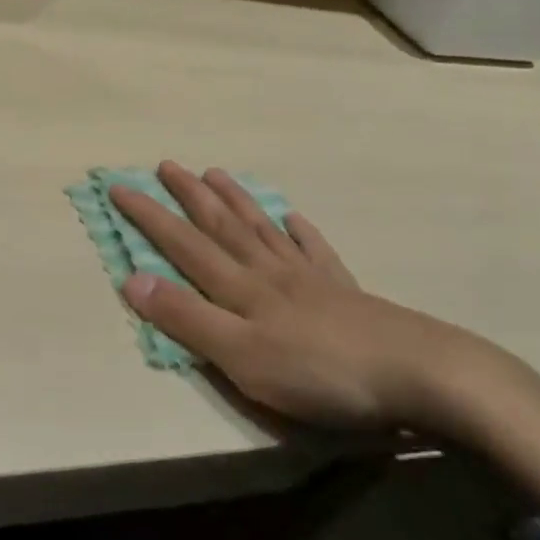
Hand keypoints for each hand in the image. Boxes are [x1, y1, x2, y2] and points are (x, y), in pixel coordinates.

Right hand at [111, 163, 539, 508]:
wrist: (420, 375)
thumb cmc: (320, 373)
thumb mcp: (241, 357)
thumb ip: (187, 319)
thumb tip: (131, 278)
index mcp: (240, 289)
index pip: (182, 244)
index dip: (148, 216)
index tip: (118, 186)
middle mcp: (269, 272)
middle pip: (221, 226)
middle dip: (188, 195)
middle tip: (166, 164)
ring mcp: (310, 278)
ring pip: (262, 229)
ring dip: (235, 201)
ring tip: (216, 173)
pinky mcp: (345, 292)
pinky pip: (315, 251)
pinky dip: (300, 231)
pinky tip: (294, 217)